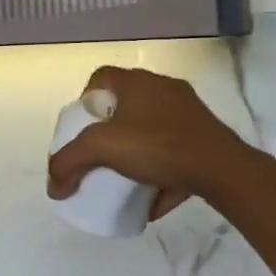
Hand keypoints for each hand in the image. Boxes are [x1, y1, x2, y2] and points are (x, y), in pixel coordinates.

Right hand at [46, 67, 255, 219]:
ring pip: (152, 128)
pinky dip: (161, 171)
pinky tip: (154, 198)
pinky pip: (175, 150)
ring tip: (126, 176)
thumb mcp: (102, 150)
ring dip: (137, 151)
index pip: (101, 77)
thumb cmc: (157, 145)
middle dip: (111, 130)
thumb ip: (69, 163)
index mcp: (137, 81)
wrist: (222, 169)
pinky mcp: (206, 136)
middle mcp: (163, 88)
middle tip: (102, 154)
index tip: (83, 128)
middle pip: (126, 104)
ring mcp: (188, 112)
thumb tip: (53, 186)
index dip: (86, 99)